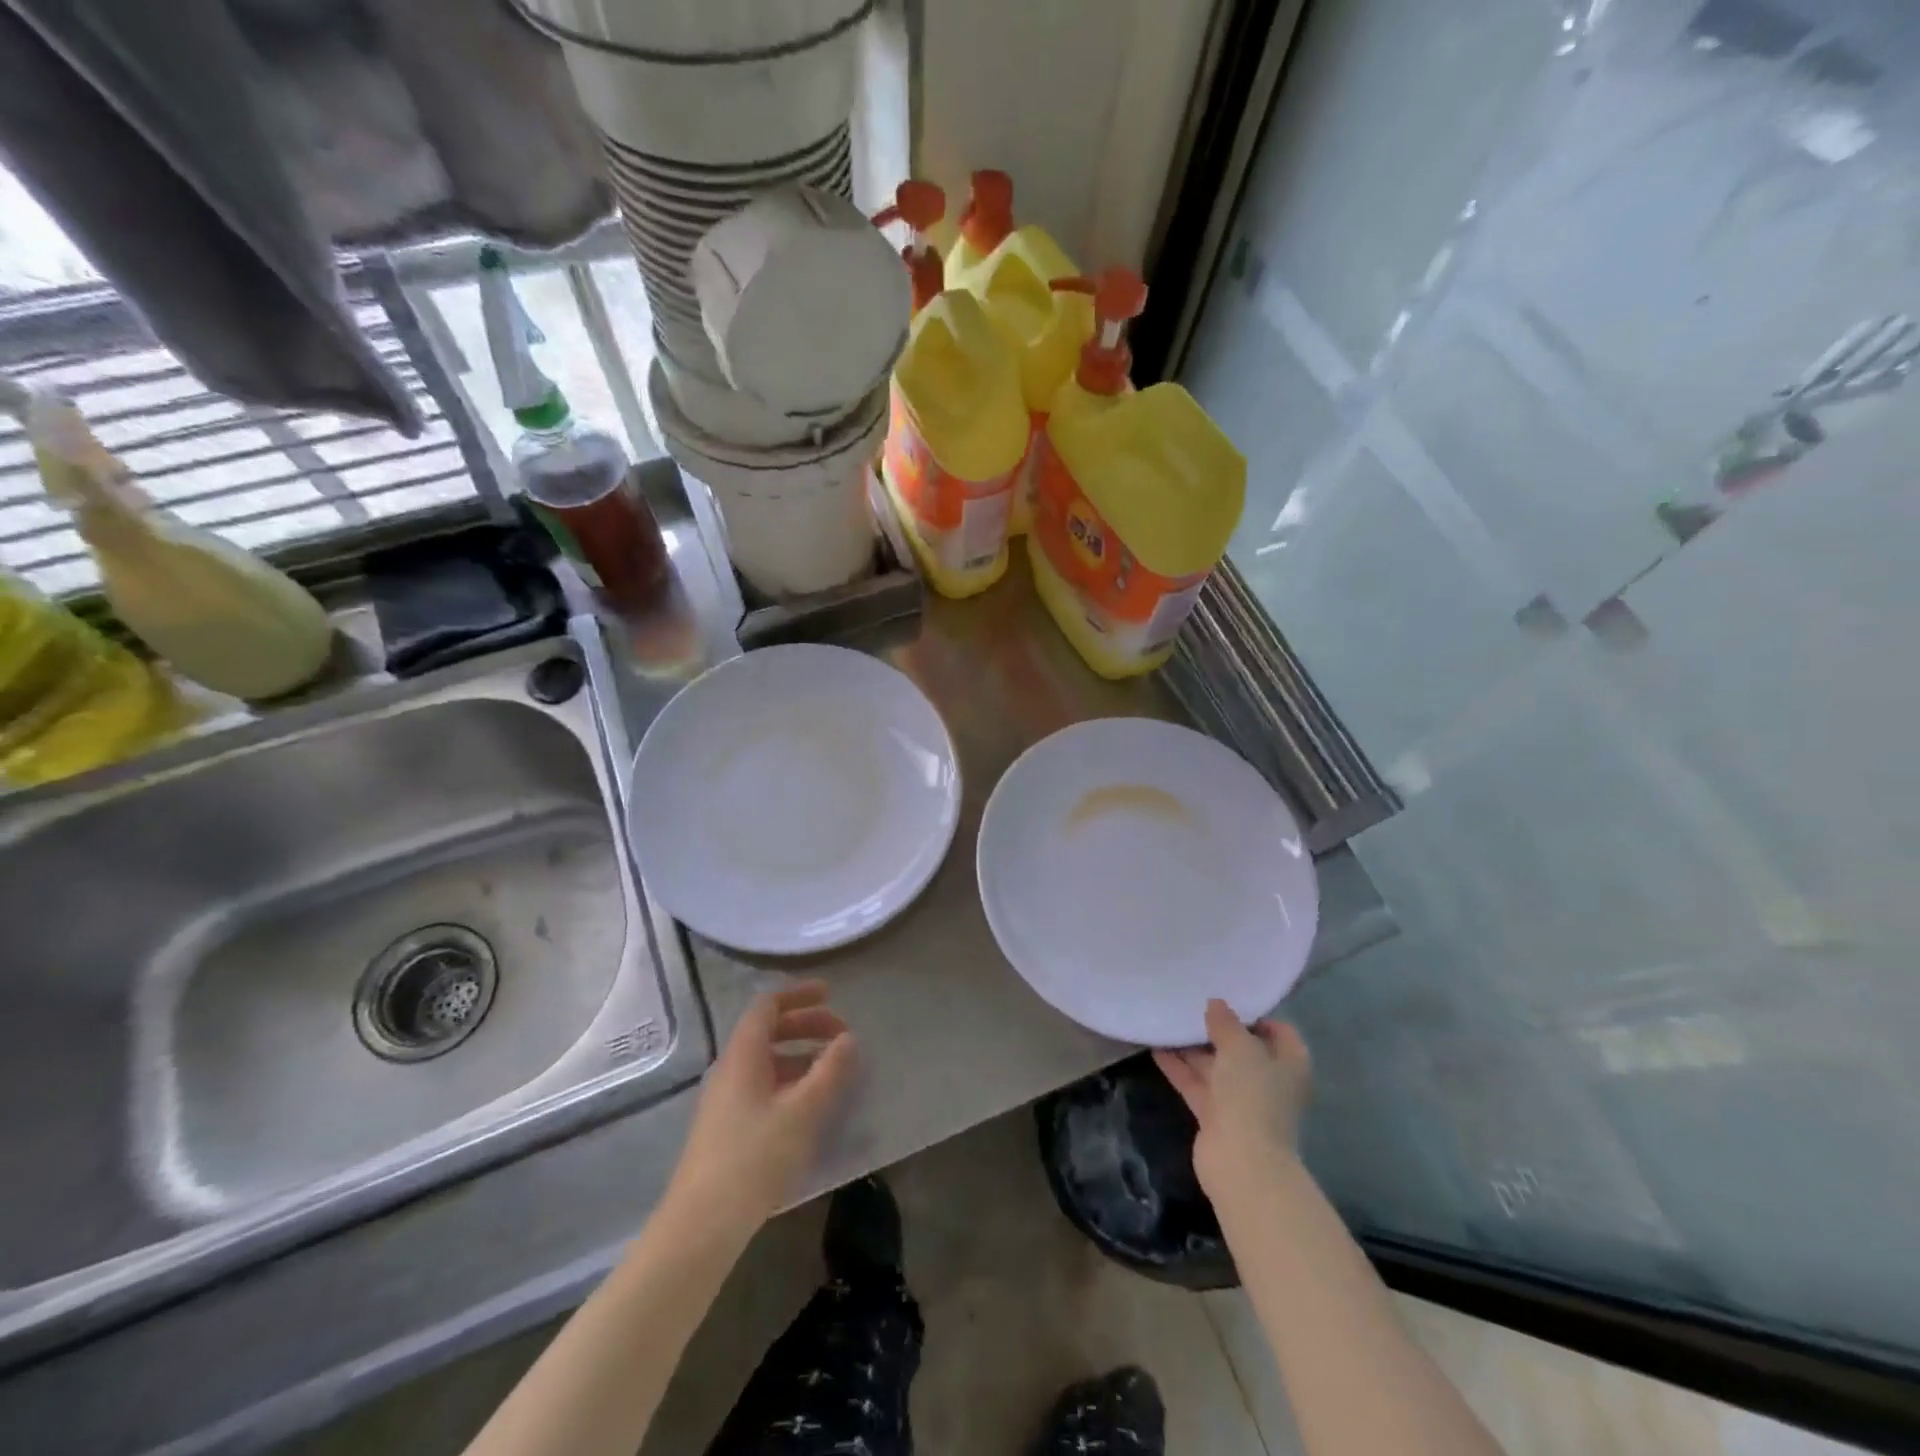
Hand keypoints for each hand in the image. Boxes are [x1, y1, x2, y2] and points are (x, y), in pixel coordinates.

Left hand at [665, 981, 857, 1235]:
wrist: (701, 1226)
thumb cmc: (754, 1157)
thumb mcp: (803, 1111)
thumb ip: (830, 1071)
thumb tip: (848, 1038)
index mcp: (743, 1055)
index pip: (768, 1006)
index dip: (799, 995)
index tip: (830, 994)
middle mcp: (730, 1069)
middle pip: (768, 1031)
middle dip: (806, 1025)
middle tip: (841, 1034)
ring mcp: (725, 1100)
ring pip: (766, 1061)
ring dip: (801, 1055)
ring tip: (833, 1069)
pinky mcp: (727, 1128)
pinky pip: (763, 1086)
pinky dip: (790, 1081)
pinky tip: (810, 1105)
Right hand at [1153, 998, 1310, 1208]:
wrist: (1242, 1162)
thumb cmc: (1252, 1095)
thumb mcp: (1240, 1048)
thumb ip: (1226, 1023)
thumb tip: (1216, 1004)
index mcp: (1288, 1063)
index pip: (1278, 1031)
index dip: (1254, 1015)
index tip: (1225, 1000)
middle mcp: (1268, 1079)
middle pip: (1242, 1047)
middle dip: (1217, 1029)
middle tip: (1189, 1005)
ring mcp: (1241, 1099)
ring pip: (1215, 1065)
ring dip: (1192, 1047)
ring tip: (1167, 1020)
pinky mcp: (1216, 1115)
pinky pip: (1196, 1083)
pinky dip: (1179, 1067)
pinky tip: (1156, 1047)